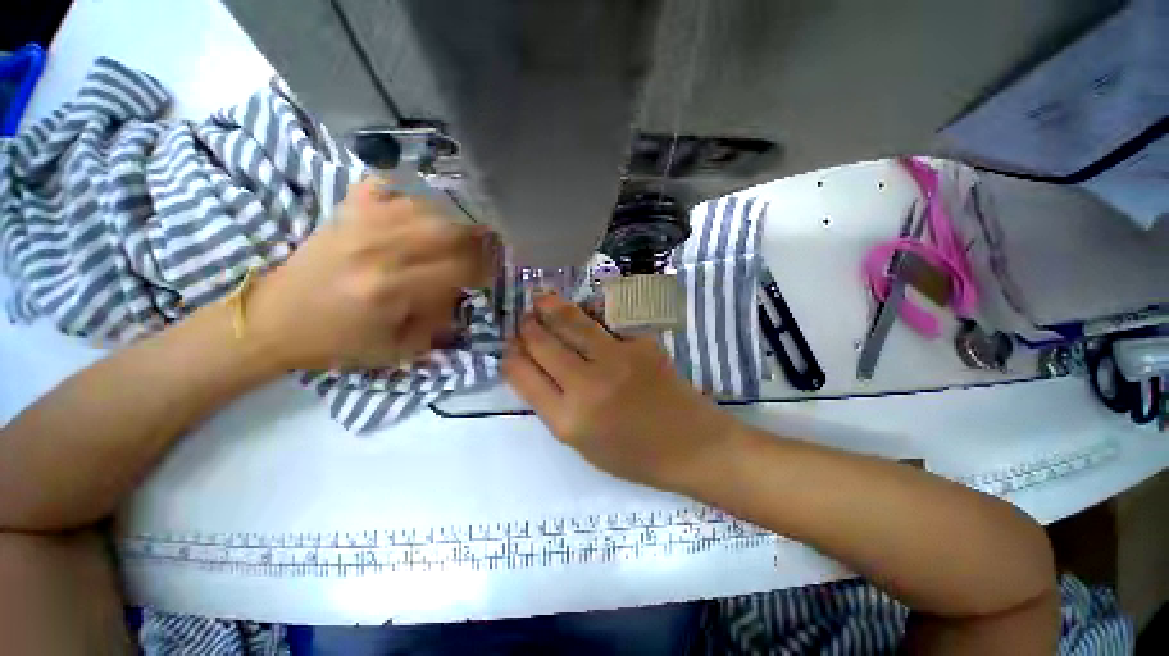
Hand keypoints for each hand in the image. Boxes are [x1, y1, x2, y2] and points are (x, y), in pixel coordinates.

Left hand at [247, 177, 496, 369]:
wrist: (271, 321)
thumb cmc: (337, 343)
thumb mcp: (398, 348)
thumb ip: (439, 322)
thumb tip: (462, 295)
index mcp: (393, 289)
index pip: (459, 267)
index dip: (485, 268)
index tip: (493, 272)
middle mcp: (379, 250)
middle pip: (447, 230)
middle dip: (477, 238)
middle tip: (488, 245)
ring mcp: (358, 225)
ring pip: (423, 206)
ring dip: (451, 217)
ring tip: (461, 228)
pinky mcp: (342, 214)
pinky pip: (383, 186)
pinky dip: (407, 191)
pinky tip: (419, 205)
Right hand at [502, 291, 740, 490]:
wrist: (690, 445)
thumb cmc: (634, 455)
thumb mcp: (582, 444)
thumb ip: (554, 407)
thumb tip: (533, 368)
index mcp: (568, 420)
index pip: (522, 375)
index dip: (510, 356)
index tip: (509, 347)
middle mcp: (587, 387)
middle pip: (542, 344)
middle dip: (527, 328)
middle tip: (524, 319)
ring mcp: (617, 360)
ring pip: (571, 323)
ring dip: (549, 307)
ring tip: (540, 299)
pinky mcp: (641, 344)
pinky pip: (607, 320)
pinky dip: (590, 311)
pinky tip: (583, 307)